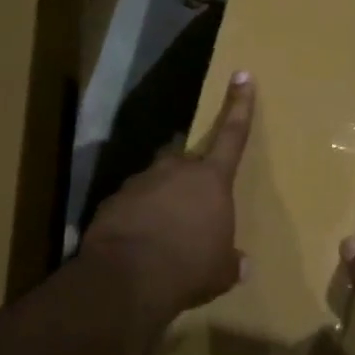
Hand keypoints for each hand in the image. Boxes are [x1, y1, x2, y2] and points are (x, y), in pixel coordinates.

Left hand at [83, 72, 253, 319]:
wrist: (127, 278)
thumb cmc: (189, 268)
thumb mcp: (220, 271)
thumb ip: (230, 261)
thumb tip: (241, 264)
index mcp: (211, 180)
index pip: (233, 135)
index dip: (240, 105)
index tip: (242, 75)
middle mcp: (175, 170)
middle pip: (187, 162)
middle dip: (190, 179)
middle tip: (192, 209)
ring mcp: (140, 182)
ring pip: (156, 183)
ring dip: (162, 201)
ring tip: (163, 234)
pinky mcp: (112, 200)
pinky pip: (132, 204)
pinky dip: (137, 217)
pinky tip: (138, 243)